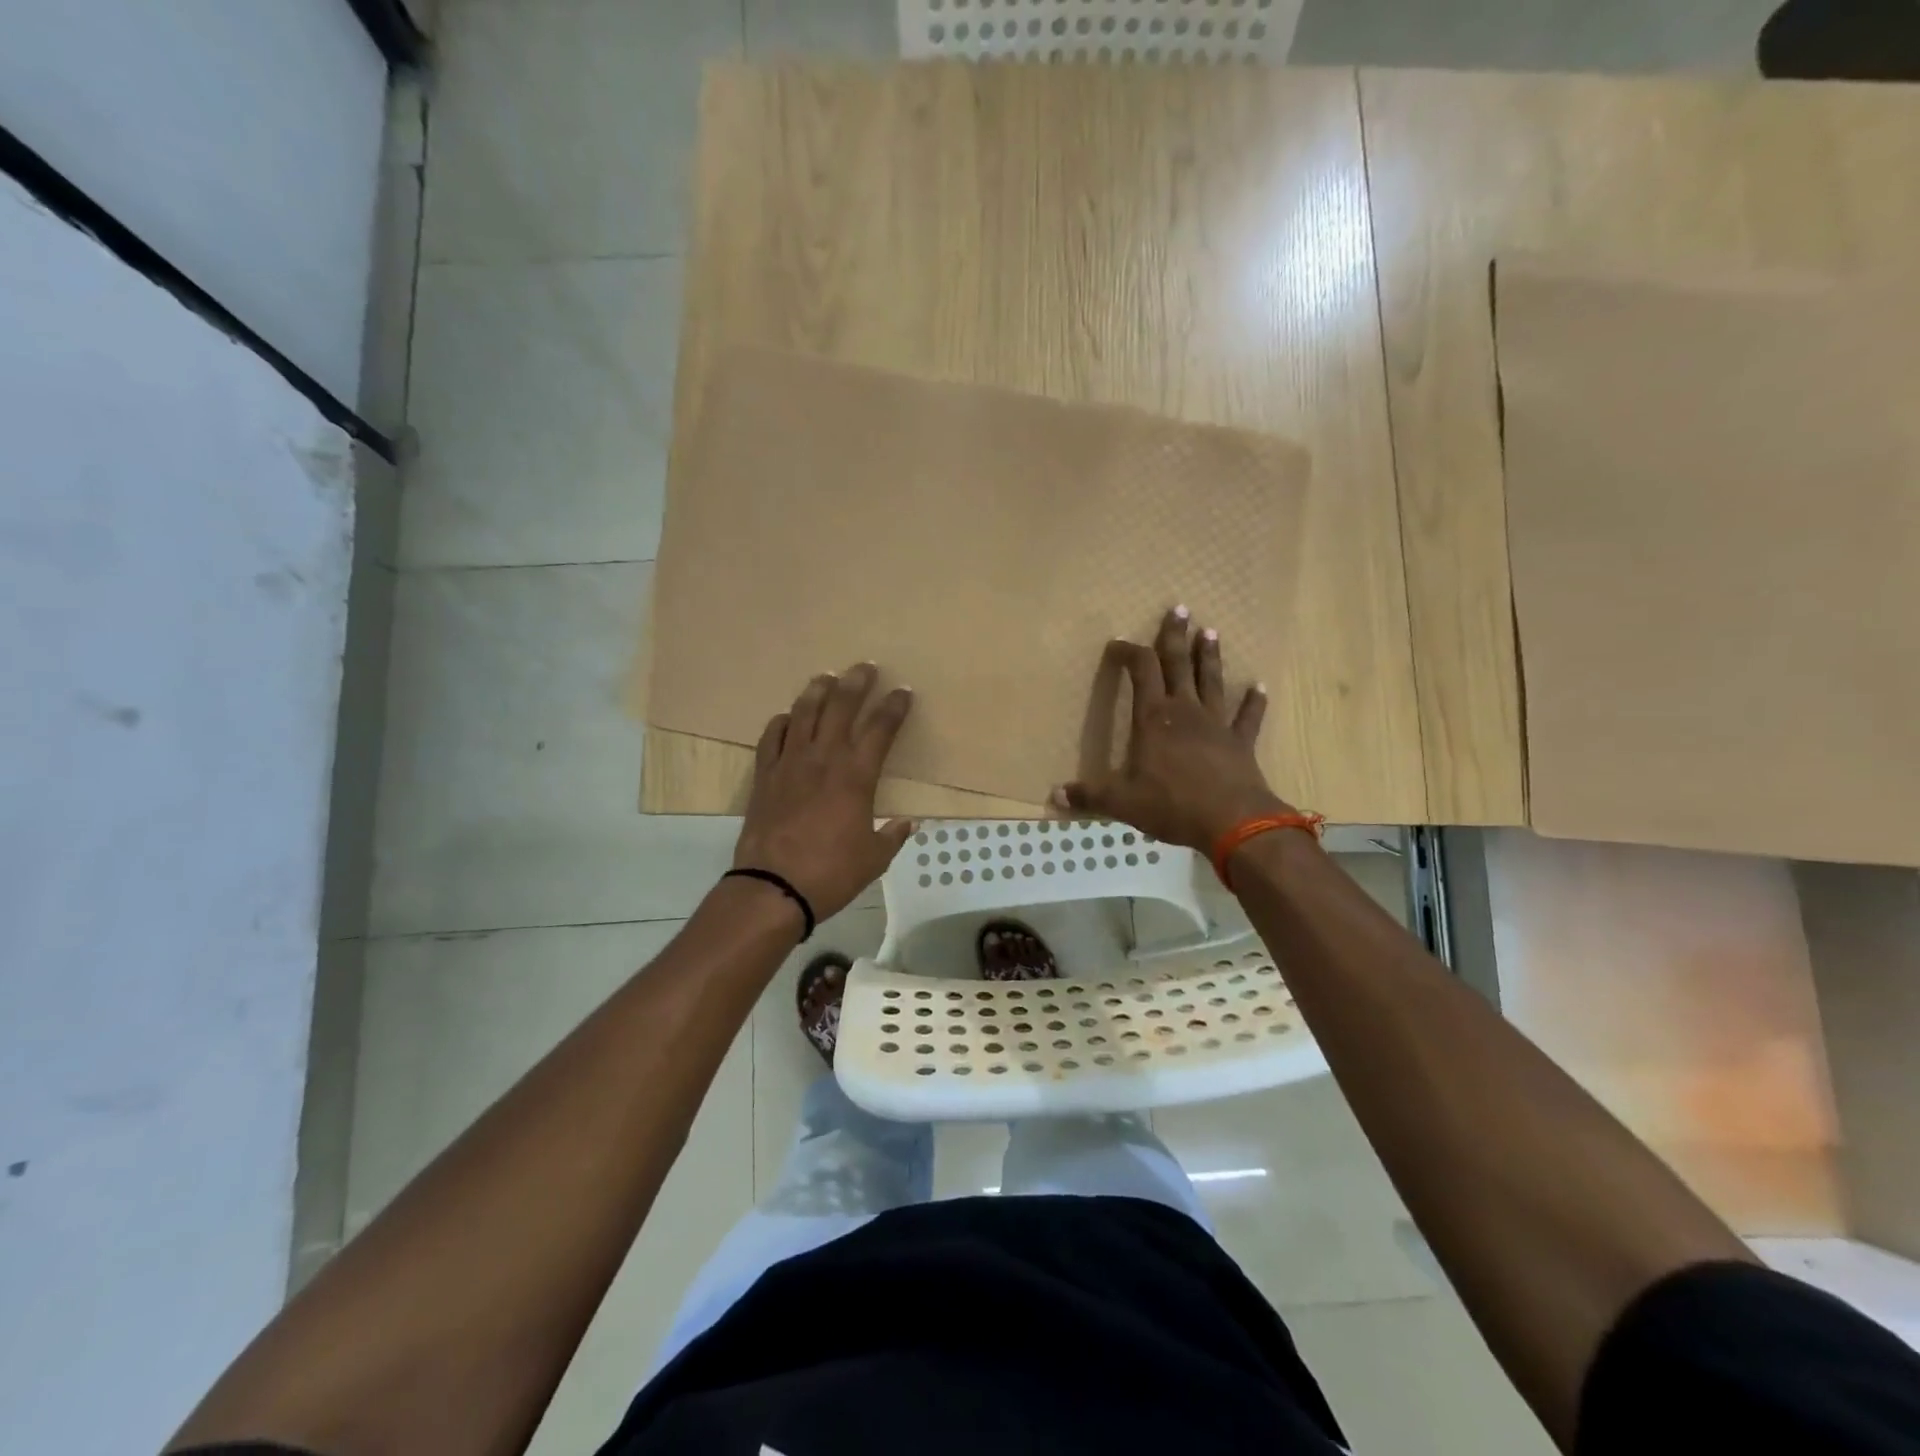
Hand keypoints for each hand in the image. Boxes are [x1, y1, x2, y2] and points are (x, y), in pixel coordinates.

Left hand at [733, 663, 915, 923]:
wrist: (774, 887)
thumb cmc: (831, 873)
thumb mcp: (874, 859)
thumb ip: (892, 836)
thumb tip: (906, 824)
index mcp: (856, 776)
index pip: (881, 729)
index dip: (894, 707)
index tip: (903, 691)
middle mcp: (824, 759)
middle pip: (841, 707)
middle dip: (856, 683)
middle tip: (865, 667)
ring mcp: (790, 763)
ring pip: (804, 713)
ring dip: (818, 691)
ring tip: (827, 677)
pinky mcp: (765, 775)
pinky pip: (772, 738)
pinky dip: (782, 722)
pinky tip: (788, 717)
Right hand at [1051, 606, 1292, 852]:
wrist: (1232, 821)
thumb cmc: (1171, 804)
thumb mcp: (1122, 802)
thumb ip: (1089, 795)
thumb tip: (1053, 796)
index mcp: (1153, 718)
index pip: (1141, 672)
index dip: (1131, 653)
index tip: (1120, 642)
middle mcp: (1185, 711)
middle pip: (1179, 665)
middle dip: (1175, 636)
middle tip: (1180, 608)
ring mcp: (1216, 724)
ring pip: (1211, 682)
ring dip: (1210, 657)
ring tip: (1211, 632)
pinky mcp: (1240, 743)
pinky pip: (1247, 717)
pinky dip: (1254, 702)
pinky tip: (1260, 687)